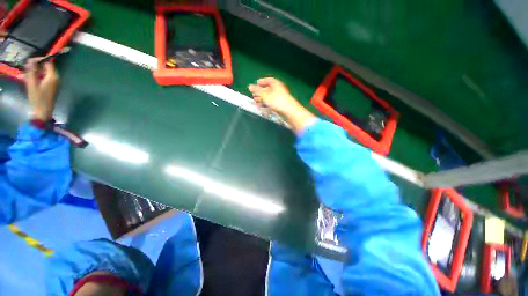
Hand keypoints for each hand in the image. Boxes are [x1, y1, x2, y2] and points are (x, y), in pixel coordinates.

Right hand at [24, 58, 59, 120]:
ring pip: (44, 74)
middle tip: (25, 67)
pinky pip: (44, 79)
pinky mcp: (52, 88)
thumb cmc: (38, 98)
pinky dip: (36, 78)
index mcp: (53, 77)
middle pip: (46, 68)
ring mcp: (55, 83)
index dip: (40, 60)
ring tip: (23, 74)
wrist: (43, 111)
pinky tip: (27, 79)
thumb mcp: (32, 83)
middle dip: (35, 67)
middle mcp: (56, 79)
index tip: (30, 60)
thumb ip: (32, 71)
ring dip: (34, 73)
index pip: (48, 63)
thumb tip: (31, 61)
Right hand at [249, 77, 315, 132]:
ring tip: (256, 101)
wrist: (288, 111)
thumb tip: (249, 86)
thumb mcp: (264, 95)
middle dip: (260, 91)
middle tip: (254, 94)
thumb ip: (257, 91)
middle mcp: (278, 89)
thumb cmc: (277, 100)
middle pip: (268, 89)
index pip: (268, 80)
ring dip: (262, 98)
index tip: (256, 83)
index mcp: (276, 84)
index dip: (262, 81)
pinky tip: (262, 106)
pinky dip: (266, 103)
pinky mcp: (280, 104)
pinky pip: (271, 102)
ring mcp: (279, 97)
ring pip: (269, 96)